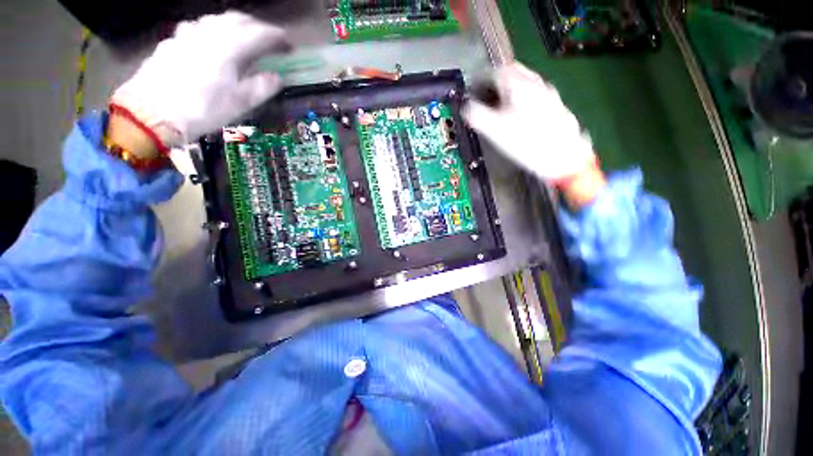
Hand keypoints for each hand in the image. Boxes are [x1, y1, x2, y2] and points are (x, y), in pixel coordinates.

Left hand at [110, 11, 289, 155]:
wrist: (152, 112)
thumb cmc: (202, 108)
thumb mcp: (240, 103)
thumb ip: (263, 87)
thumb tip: (277, 78)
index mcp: (231, 46)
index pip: (261, 34)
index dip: (278, 38)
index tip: (289, 45)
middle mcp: (210, 32)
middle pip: (239, 18)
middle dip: (258, 26)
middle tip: (269, 39)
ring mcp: (189, 34)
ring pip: (217, 19)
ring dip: (236, 25)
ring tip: (243, 37)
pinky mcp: (174, 41)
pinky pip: (199, 27)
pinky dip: (213, 30)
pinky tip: (212, 41)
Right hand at [464, 63, 595, 183]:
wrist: (564, 156)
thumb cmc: (527, 143)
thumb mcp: (496, 131)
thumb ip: (477, 116)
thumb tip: (465, 108)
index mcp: (519, 86)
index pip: (496, 72)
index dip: (480, 78)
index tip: (472, 87)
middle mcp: (535, 84)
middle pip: (513, 70)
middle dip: (496, 78)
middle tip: (485, 91)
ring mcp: (548, 93)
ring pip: (525, 80)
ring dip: (510, 85)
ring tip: (499, 101)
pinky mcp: (555, 105)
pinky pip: (534, 91)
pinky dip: (521, 94)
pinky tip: (519, 110)